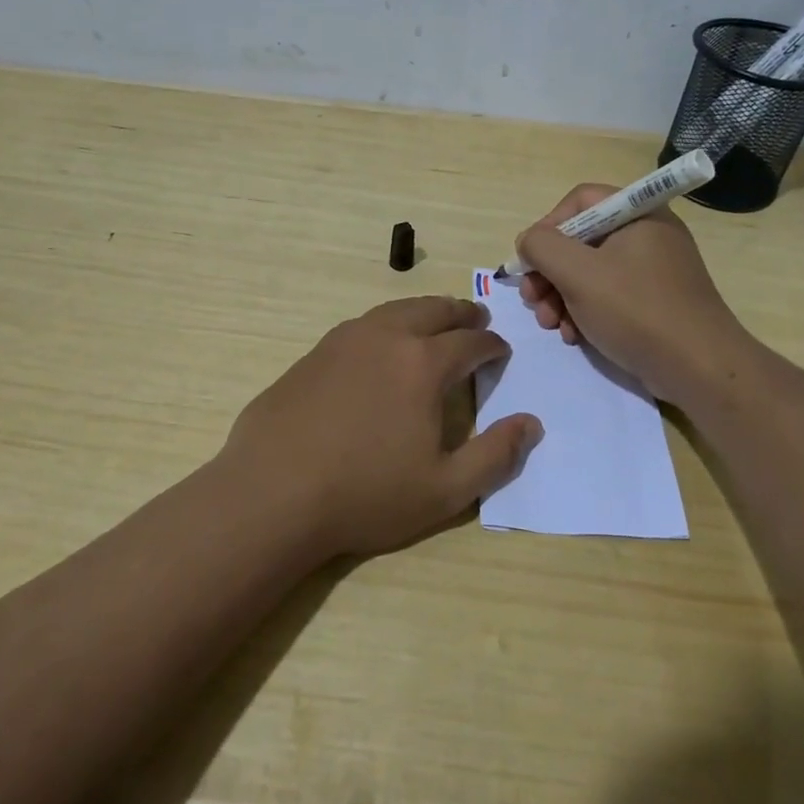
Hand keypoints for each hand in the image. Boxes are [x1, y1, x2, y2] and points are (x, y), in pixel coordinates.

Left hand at [221, 296, 540, 558]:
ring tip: (434, 321)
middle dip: (461, 313)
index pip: (471, 341)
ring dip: (423, 311)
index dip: (492, 345)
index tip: (501, 352)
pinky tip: (382, 344)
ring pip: (395, 310)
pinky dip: (387, 324)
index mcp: (423, 363)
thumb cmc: (366, 494)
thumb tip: (531, 424)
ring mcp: (344, 340)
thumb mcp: (445, 490)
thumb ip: (496, 455)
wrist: (272, 492)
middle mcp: (386, 337)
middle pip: (433, 310)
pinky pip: (363, 325)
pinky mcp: (314, 353)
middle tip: (476, 317)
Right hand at [515, 184, 744, 403]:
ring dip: (561, 296)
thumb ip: (542, 247)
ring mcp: (652, 269)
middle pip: (581, 239)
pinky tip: (574, 336)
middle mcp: (647, 234)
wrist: (699, 368)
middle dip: (549, 271)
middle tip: (532, 300)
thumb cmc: (636, 310)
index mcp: (637, 213)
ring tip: (550, 325)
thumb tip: (528, 242)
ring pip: (590, 271)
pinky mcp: (654, 301)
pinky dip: (585, 311)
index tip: (530, 261)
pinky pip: (608, 295)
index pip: (579, 201)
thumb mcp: (578, 273)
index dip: (548, 226)